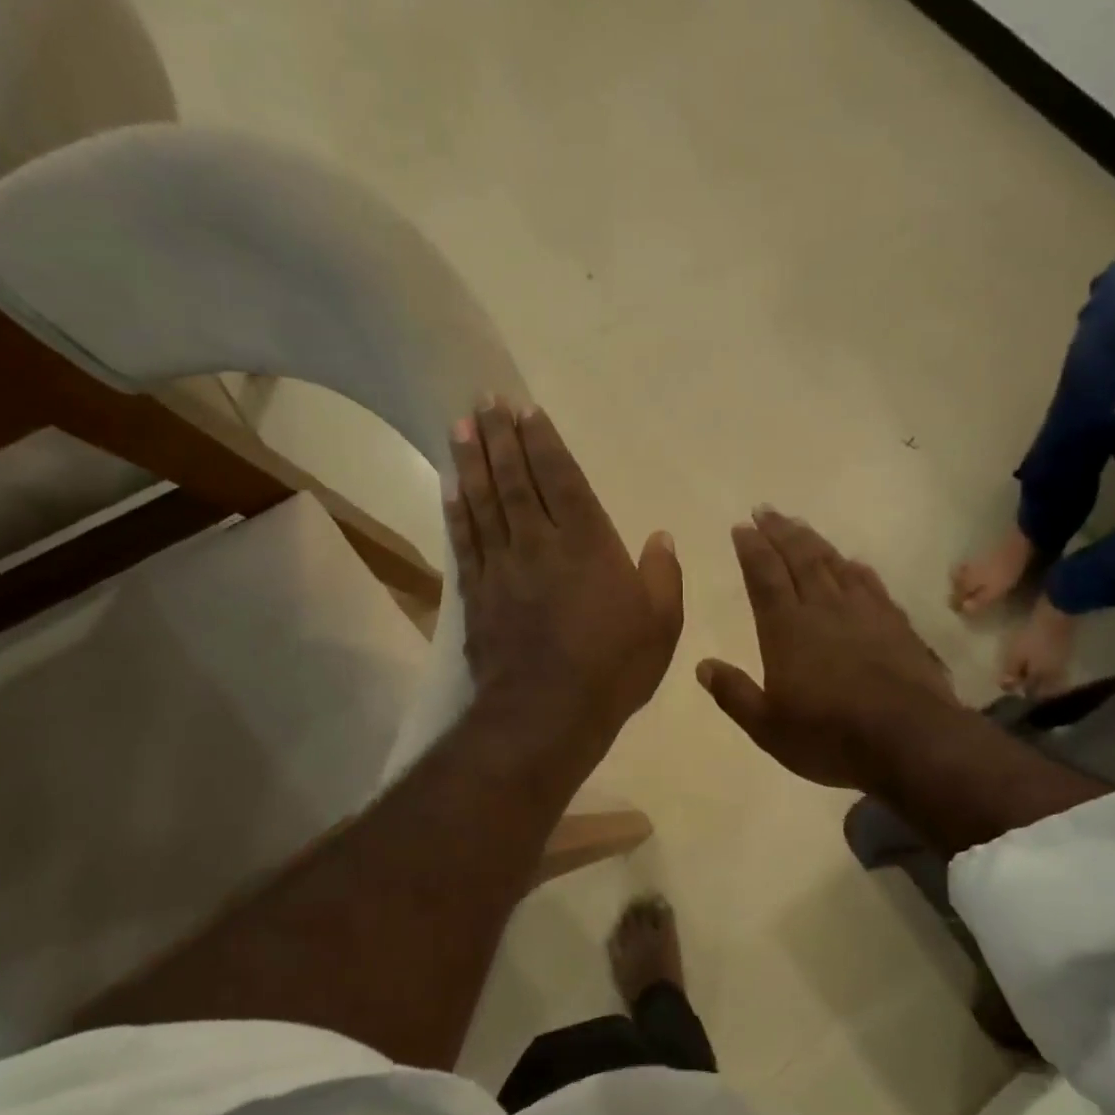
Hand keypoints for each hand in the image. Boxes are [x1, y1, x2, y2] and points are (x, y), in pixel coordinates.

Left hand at [447, 400, 683, 759]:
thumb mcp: (662, 624)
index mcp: (588, 544)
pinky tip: (450, 488)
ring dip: (472, 462)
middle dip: (501, 437)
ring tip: (460, 427)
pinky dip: (457, 512)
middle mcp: (540, 543)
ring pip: (485, 502)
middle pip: (516, 480)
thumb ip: (663, 575)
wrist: (548, 713)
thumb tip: (661, 535)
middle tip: (484, 401)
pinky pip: (465, 543)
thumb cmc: (613, 668)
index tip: (526, 411)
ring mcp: (503, 567)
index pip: (562, 479)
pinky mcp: (478, 594)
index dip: (544, 442)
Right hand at [698, 509, 958, 791]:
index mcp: (787, 629)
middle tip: (765, 510)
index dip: (752, 549)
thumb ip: (734, 694)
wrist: (911, 740)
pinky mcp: (896, 624)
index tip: (742, 526)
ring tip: (800, 525)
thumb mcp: (768, 727)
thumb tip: (702, 665)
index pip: (764, 577)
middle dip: (780, 532)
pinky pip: (871, 584)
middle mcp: (824, 609)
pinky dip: (857, 568)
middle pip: (799, 559)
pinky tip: (853, 562)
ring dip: (814, 541)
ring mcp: (864, 613)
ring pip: (834, 564)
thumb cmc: (830, 736)